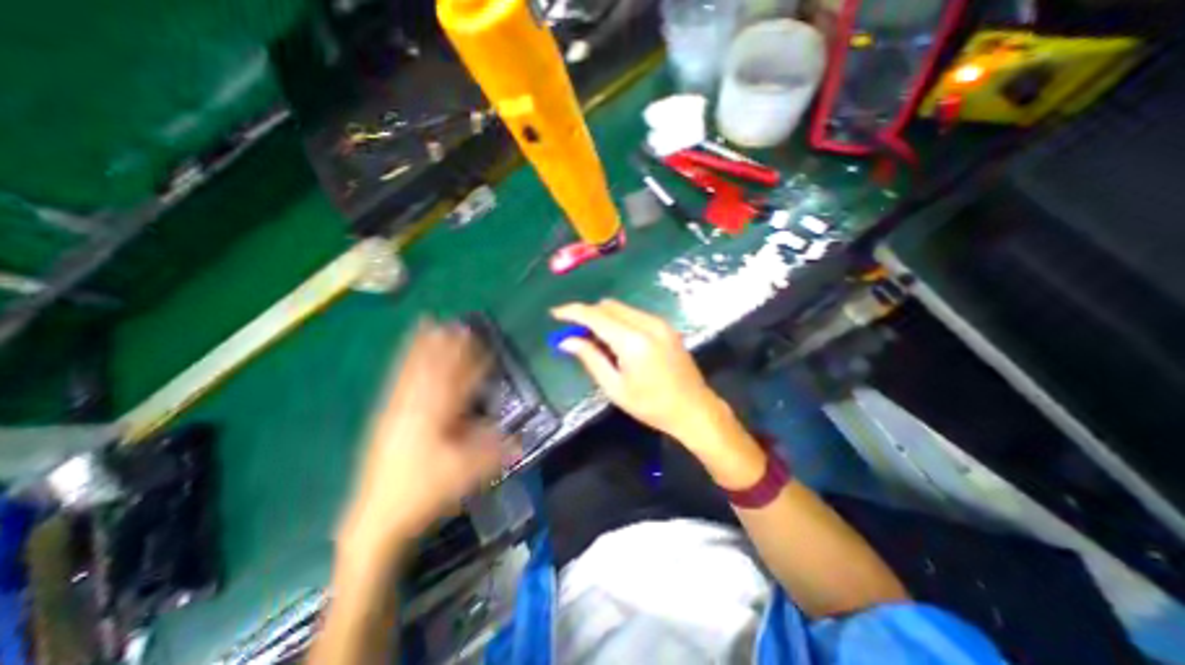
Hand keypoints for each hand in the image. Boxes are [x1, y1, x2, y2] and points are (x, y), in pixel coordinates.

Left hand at [339, 323, 512, 554]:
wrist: (376, 517)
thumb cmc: (424, 492)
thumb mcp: (465, 473)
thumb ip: (494, 452)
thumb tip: (521, 440)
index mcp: (437, 418)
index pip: (461, 382)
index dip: (474, 362)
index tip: (484, 343)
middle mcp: (416, 407)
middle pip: (436, 369)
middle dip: (449, 346)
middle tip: (458, 324)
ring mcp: (397, 409)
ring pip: (414, 370)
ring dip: (424, 346)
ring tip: (430, 324)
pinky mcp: (386, 415)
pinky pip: (397, 381)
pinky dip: (403, 362)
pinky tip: (407, 354)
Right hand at [552, 301, 726, 445]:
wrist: (694, 409)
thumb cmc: (651, 406)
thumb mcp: (615, 387)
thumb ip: (590, 359)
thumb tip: (566, 341)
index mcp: (633, 341)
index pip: (595, 316)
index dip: (572, 312)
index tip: (555, 314)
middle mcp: (647, 324)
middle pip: (608, 306)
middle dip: (588, 314)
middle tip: (574, 334)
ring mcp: (660, 323)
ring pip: (622, 308)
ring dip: (603, 317)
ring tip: (595, 341)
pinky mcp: (666, 327)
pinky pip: (635, 314)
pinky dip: (619, 321)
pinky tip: (617, 341)